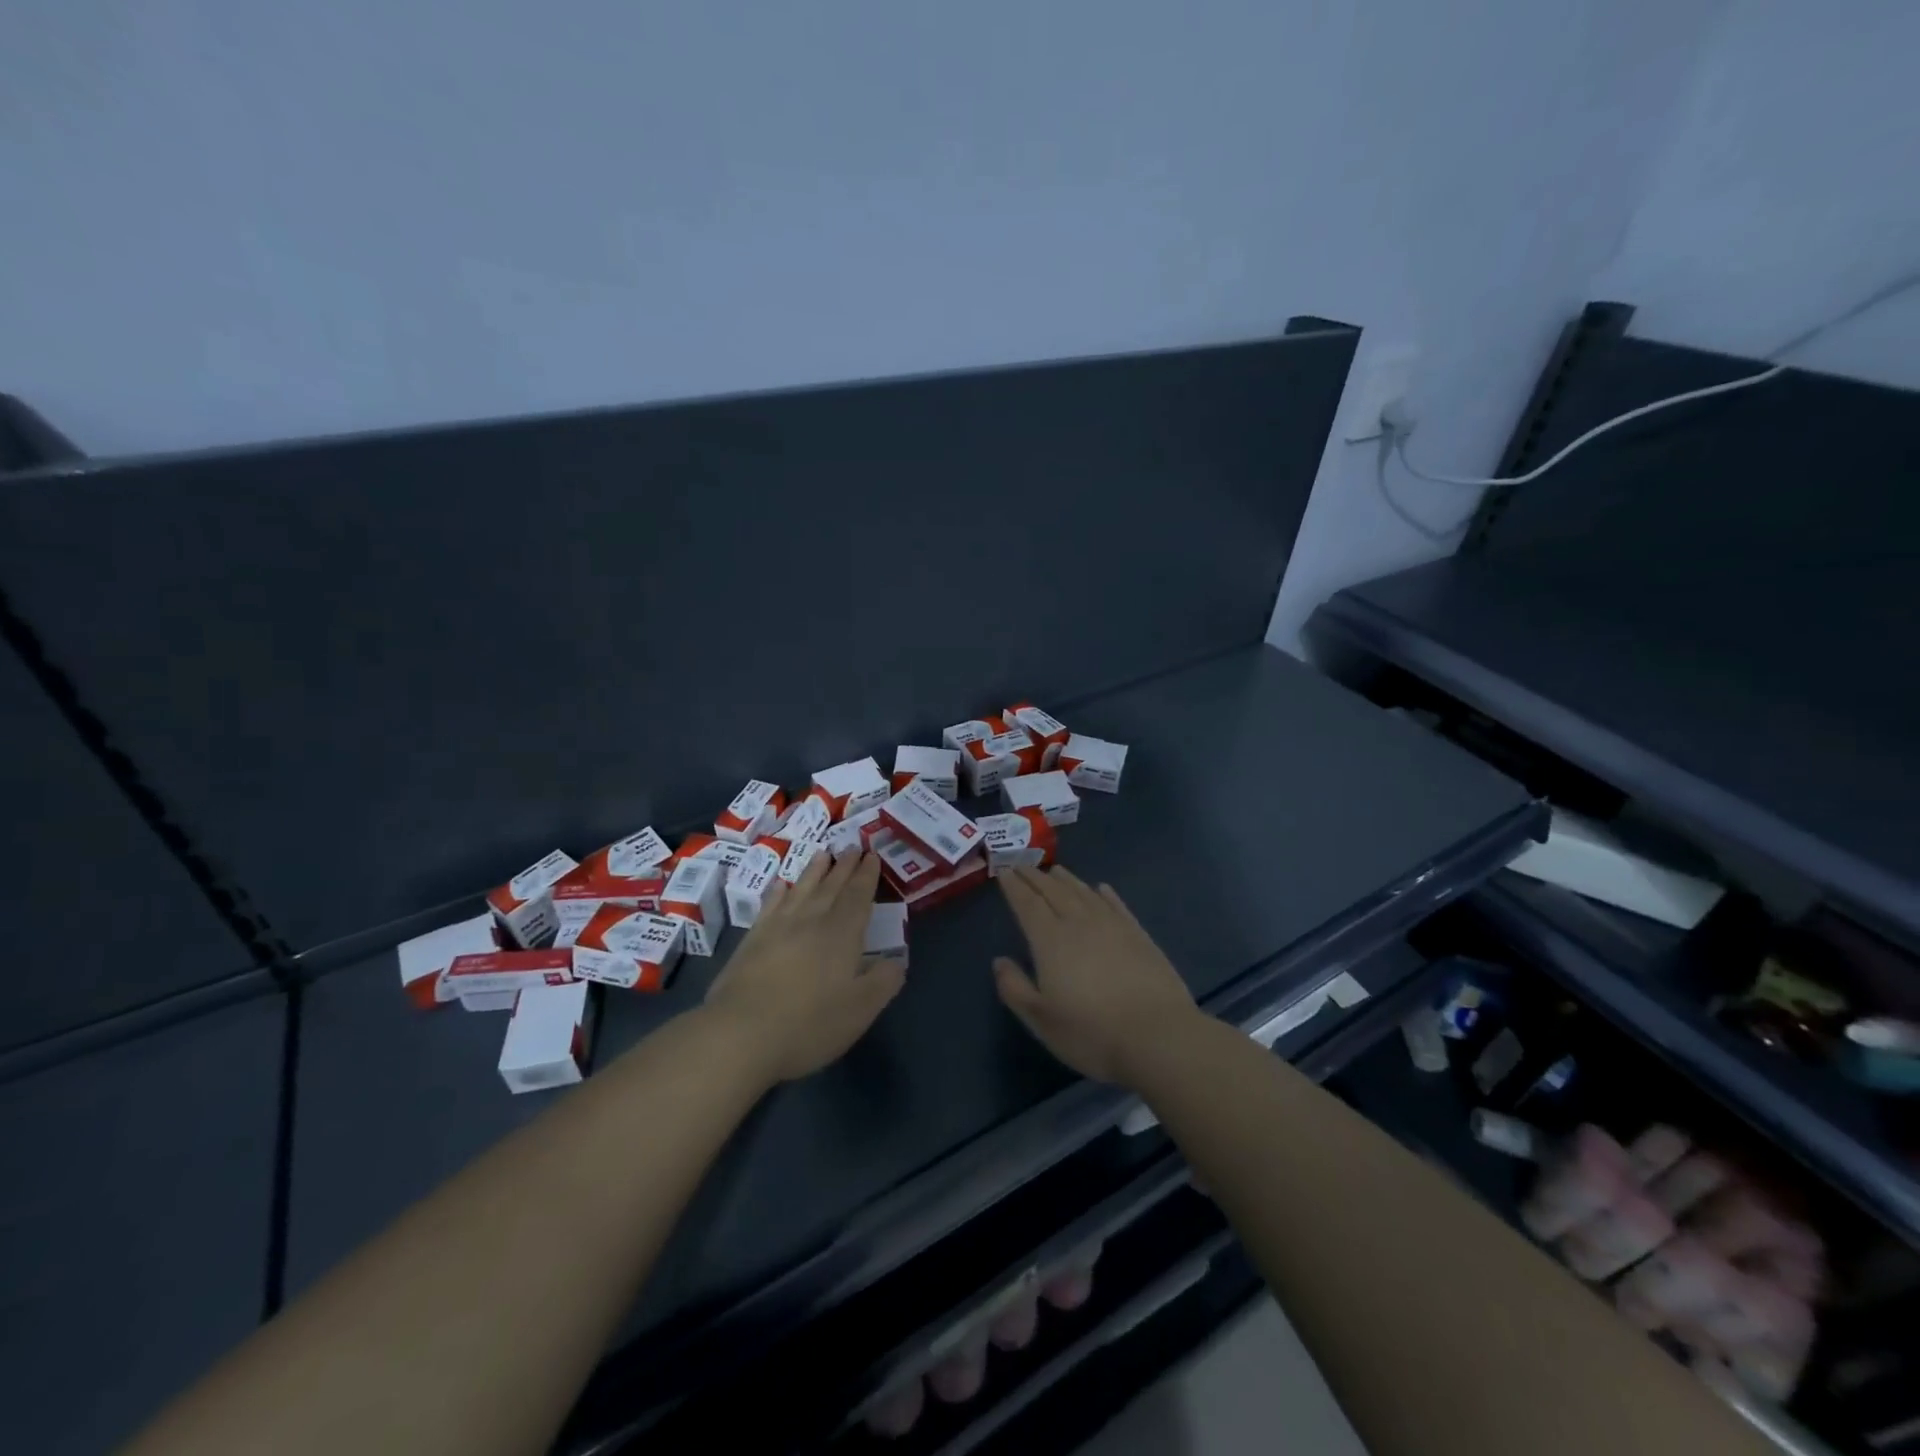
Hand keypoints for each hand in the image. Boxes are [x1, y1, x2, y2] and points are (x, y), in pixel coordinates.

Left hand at [704, 850, 905, 1083]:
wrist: (741, 1034)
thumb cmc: (809, 1024)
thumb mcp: (860, 1010)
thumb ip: (883, 981)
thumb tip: (896, 960)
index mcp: (842, 934)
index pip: (858, 896)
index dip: (867, 876)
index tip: (872, 855)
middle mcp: (812, 921)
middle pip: (832, 886)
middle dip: (845, 866)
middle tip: (853, 846)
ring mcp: (778, 927)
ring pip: (802, 889)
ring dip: (815, 870)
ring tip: (823, 854)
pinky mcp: (752, 940)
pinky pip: (770, 905)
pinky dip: (779, 892)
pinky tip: (782, 885)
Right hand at [994, 866, 1201, 1086]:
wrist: (1158, 1036)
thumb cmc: (1092, 1032)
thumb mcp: (1041, 1020)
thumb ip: (1015, 988)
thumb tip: (999, 961)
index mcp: (1050, 940)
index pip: (1027, 904)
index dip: (1014, 886)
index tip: (1003, 871)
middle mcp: (1079, 923)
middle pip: (1053, 891)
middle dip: (1034, 877)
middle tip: (1021, 864)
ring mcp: (1112, 925)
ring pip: (1083, 892)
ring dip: (1066, 879)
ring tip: (1054, 870)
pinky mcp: (1138, 934)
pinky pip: (1116, 904)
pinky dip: (1105, 893)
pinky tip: (1101, 888)